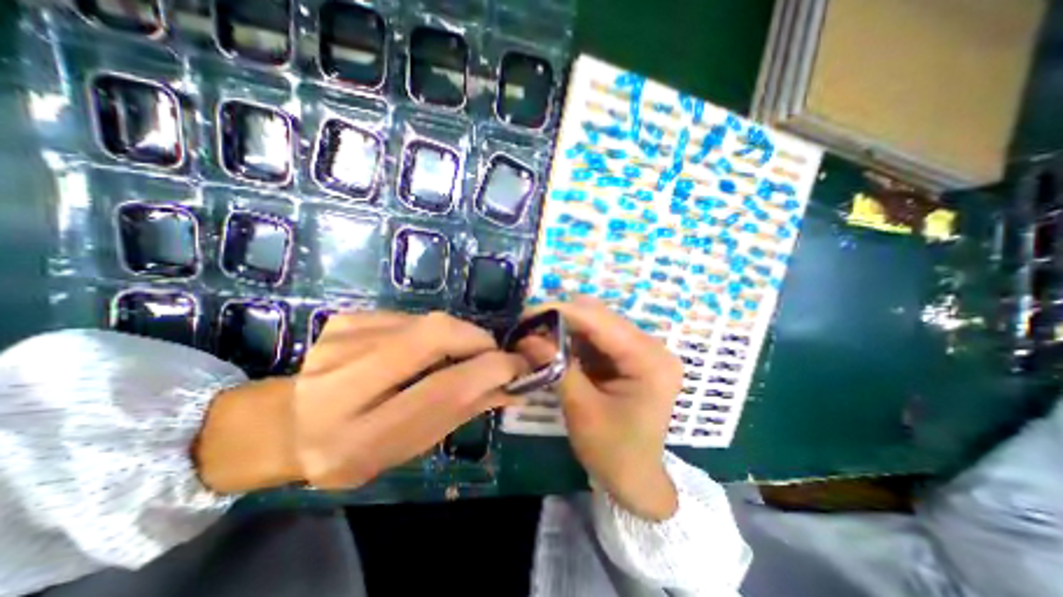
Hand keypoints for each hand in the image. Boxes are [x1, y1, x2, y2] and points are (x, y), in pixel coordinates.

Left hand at [196, 311, 525, 490]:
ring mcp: (338, 343)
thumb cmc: (356, 448)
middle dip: (475, 338)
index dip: (489, 372)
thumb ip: (463, 410)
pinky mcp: (343, 320)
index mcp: (358, 438)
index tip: (518, 366)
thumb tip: (511, 385)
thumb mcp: (411, 445)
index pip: (442, 391)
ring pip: (424, 322)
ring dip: (456, 335)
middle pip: (432, 336)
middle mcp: (340, 385)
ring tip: (456, 354)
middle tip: (491, 351)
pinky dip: (429, 330)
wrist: (289, 424)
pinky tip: (419, 348)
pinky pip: (408, 317)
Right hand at [523, 295, 679, 520]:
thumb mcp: (581, 410)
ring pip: (597, 324)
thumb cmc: (614, 453)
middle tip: (529, 327)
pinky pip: (598, 338)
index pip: (600, 321)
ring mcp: (642, 350)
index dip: (561, 312)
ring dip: (565, 327)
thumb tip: (526, 337)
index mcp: (649, 360)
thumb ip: (555, 367)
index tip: (527, 314)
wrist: (637, 480)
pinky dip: (574, 339)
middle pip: (600, 317)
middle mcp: (651, 346)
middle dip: (561, 318)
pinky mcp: (631, 356)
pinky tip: (554, 345)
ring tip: (537, 335)